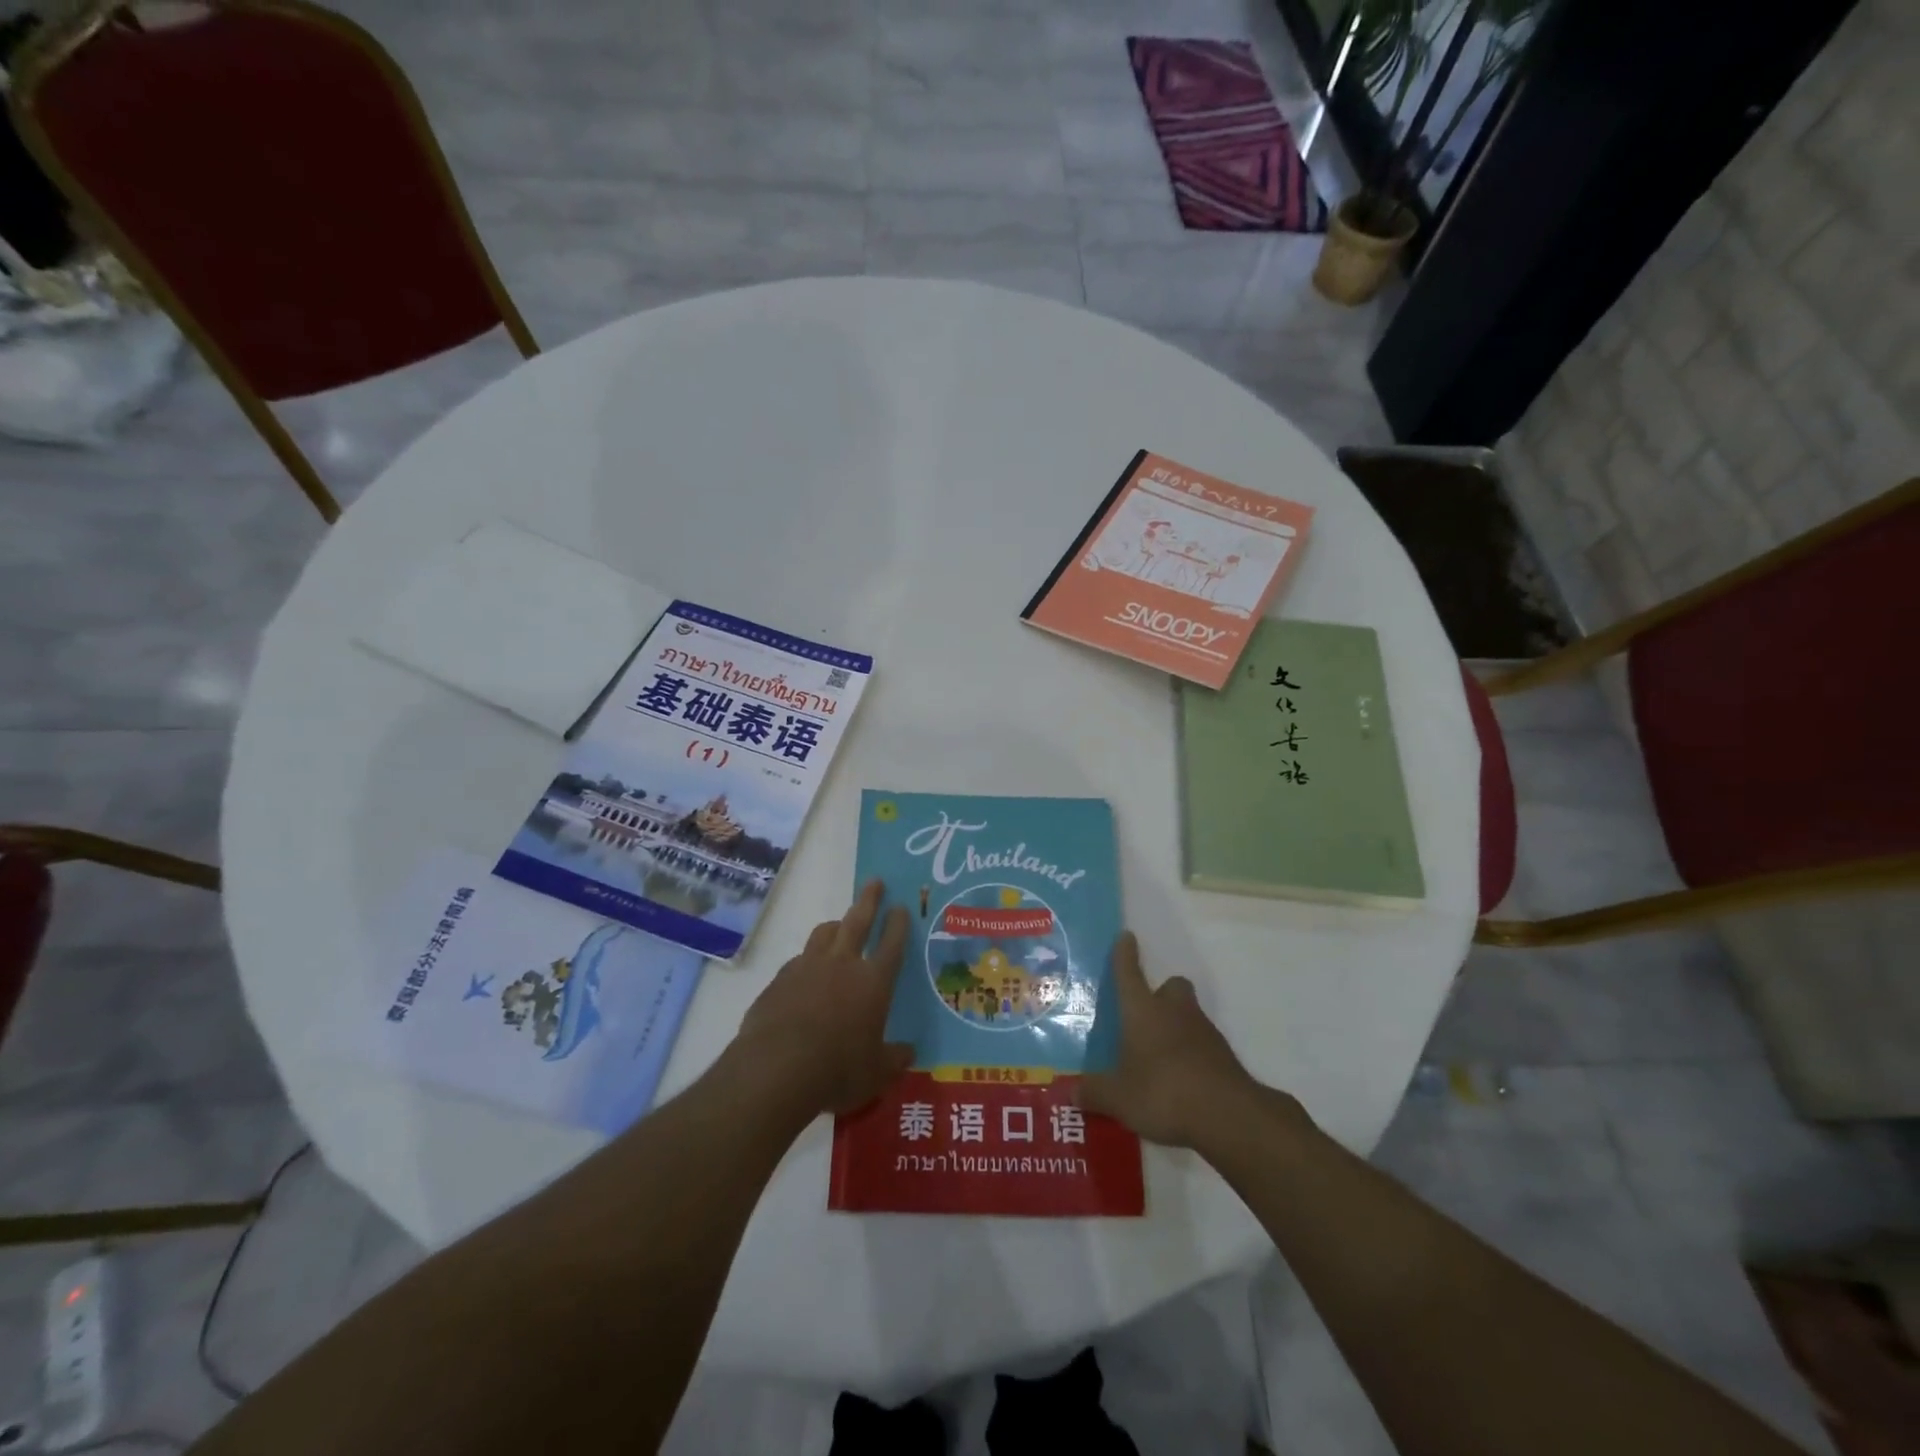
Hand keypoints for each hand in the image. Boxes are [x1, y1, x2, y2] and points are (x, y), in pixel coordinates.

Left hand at [733, 880, 912, 1118]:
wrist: (776, 1068)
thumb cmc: (838, 1070)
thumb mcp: (875, 1073)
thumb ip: (893, 1059)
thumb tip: (909, 1053)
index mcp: (874, 982)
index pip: (892, 944)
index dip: (898, 924)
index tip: (900, 907)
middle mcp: (842, 964)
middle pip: (858, 921)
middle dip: (869, 900)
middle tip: (875, 882)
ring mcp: (807, 967)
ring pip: (824, 933)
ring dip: (835, 925)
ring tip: (839, 924)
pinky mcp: (779, 980)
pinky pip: (798, 960)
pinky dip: (807, 960)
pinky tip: (805, 972)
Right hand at [1079, 933, 1258, 1148]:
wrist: (1228, 1115)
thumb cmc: (1163, 1092)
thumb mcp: (1119, 1098)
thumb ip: (1094, 1092)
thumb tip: (1073, 1091)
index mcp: (1143, 1011)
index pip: (1129, 973)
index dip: (1125, 954)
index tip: (1126, 936)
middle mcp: (1174, 1012)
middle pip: (1172, 986)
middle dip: (1161, 993)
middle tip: (1146, 1015)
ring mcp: (1204, 1032)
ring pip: (1189, 1015)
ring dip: (1176, 1026)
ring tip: (1159, 1057)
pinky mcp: (1224, 1057)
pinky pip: (1202, 1045)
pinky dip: (1191, 1055)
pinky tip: (1180, 1081)